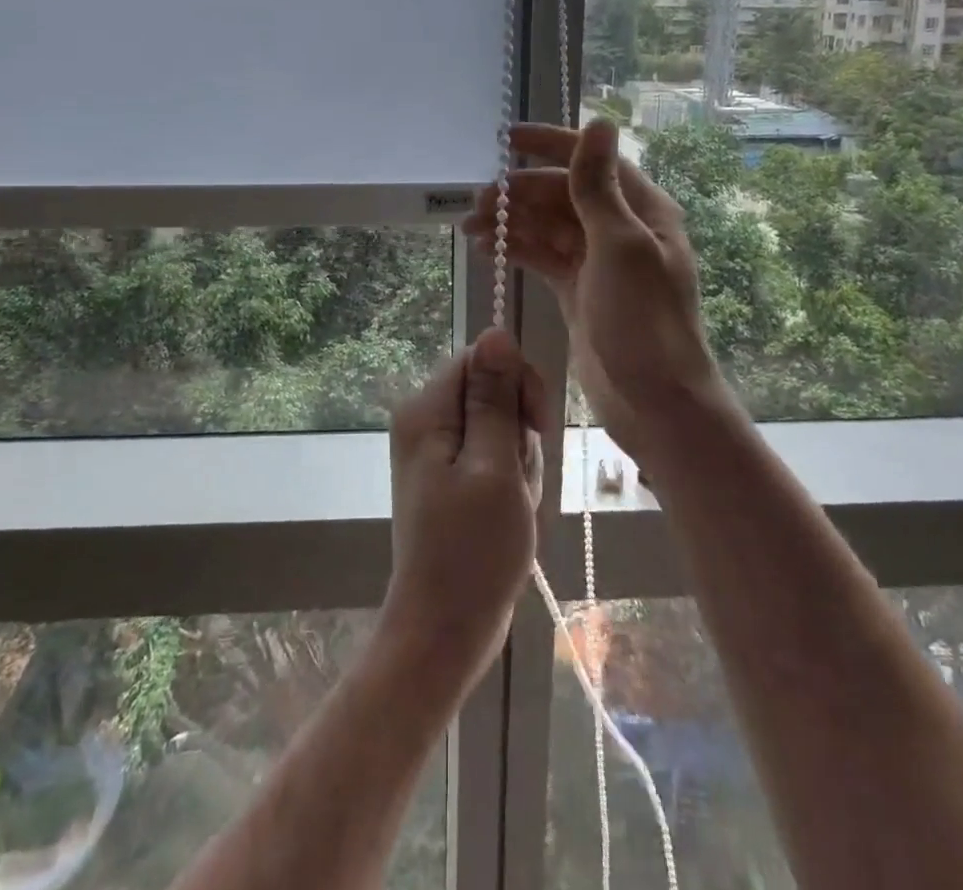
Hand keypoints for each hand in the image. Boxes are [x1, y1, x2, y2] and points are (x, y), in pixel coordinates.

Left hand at [380, 328, 552, 702]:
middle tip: (518, 479)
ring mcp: (437, 450)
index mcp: (427, 410)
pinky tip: (510, 512)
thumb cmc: (473, 551)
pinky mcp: (451, 475)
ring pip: (499, 425)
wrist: (446, 630)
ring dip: (519, 460)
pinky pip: (493, 455)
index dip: (516, 382)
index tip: (537, 427)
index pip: (482, 358)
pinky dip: (511, 479)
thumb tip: (496, 331)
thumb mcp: (495, 467)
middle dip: (519, 430)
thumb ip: (496, 398)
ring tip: (513, 504)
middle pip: (491, 390)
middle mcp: (425, 420)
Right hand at [465, 119, 727, 463]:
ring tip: (470, 226)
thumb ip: (599, 187)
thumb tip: (598, 122)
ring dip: (511, 221)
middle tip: (477, 201)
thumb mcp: (620, 246)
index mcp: (641, 209)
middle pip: (562, 193)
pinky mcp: (577, 290)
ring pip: (547, 225)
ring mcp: (597, 261)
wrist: (655, 400)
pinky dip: (516, 249)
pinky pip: (542, 257)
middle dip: (520, 192)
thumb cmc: (644, 320)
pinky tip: (486, 249)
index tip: (507, 139)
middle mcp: (620, 228)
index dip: (551, 144)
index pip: (591, 160)